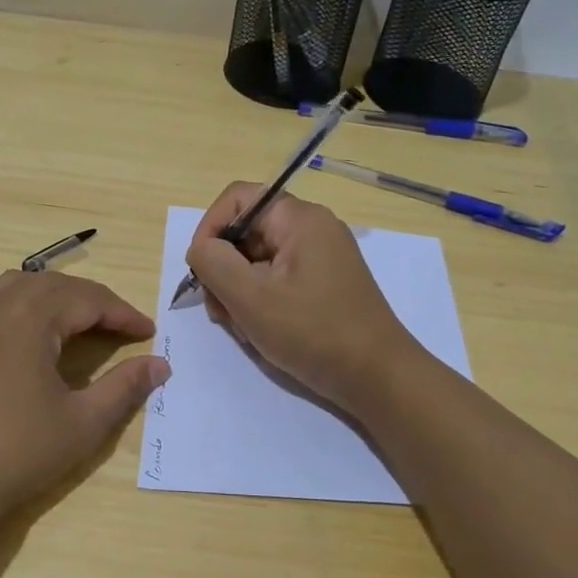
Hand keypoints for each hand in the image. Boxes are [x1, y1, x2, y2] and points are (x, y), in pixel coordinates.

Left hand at [0, 271, 168, 524]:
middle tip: (121, 328)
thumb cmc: (15, 452)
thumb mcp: (82, 422)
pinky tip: (33, 340)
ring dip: (56, 298)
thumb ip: (124, 387)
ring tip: (80, 323)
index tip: (149, 332)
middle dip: (92, 301)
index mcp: (29, 316)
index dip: (122, 313)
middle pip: (53, 285)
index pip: (87, 298)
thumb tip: (160, 365)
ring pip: (19, 288)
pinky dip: (25, 309)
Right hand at [186, 182, 421, 414]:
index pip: (237, 198)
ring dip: (239, 291)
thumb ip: (213, 262)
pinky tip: (260, 332)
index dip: (209, 228)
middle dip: (224, 269)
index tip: (200, 270)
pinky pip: (277, 280)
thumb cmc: (313, 332)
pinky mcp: (323, 284)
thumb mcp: (251, 297)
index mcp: (299, 219)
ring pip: (258, 260)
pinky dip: (260, 302)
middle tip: (220, 311)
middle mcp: (312, 229)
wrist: (378, 378)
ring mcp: (320, 258)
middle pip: (246, 232)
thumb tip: (201, 249)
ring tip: (243, 328)